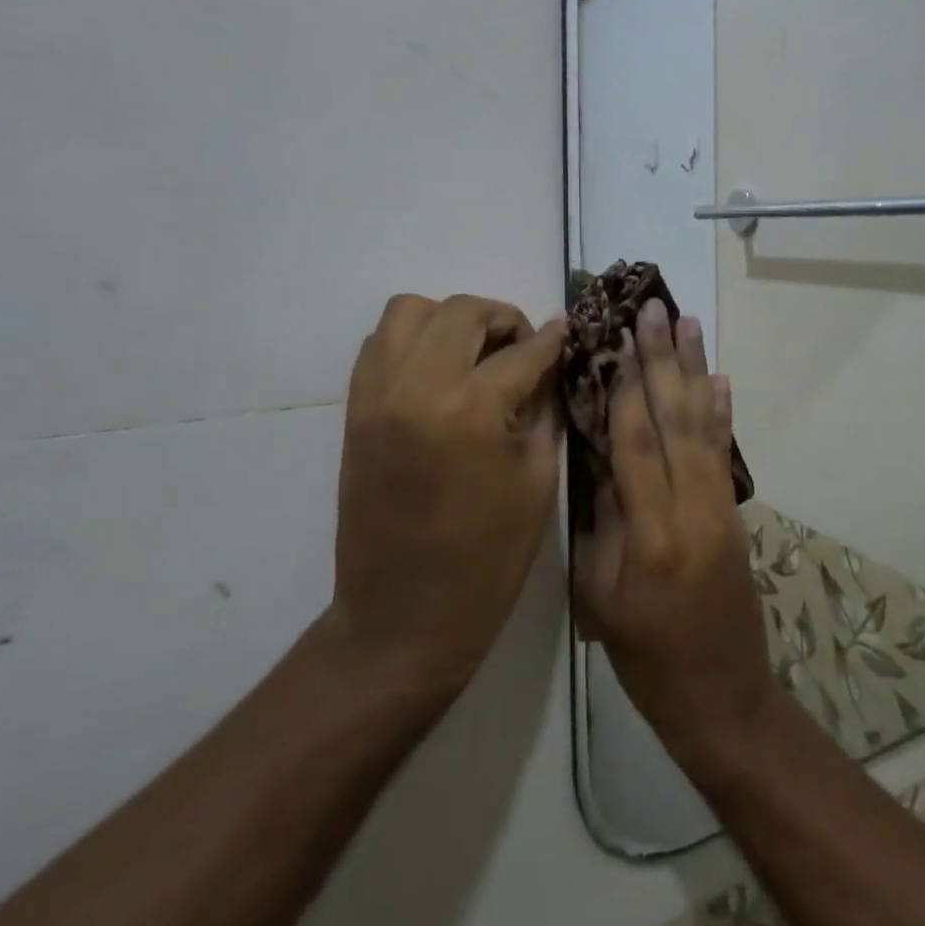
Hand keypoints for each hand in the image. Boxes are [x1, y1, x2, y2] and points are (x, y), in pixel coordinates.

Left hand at [328, 293, 565, 702]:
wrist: (404, 615)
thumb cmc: (489, 556)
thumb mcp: (538, 478)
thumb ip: (545, 407)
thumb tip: (551, 362)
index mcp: (473, 410)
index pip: (523, 350)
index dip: (553, 340)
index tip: (569, 332)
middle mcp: (418, 387)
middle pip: (463, 310)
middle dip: (503, 319)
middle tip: (523, 349)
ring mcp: (378, 395)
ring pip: (410, 311)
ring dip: (451, 319)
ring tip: (476, 353)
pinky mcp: (355, 410)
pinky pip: (380, 344)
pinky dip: (414, 340)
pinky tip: (441, 371)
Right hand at [573, 299, 778, 775]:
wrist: (721, 695)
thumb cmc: (646, 657)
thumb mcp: (601, 596)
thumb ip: (602, 521)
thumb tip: (600, 457)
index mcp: (650, 534)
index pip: (634, 444)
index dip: (624, 389)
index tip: (616, 339)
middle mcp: (691, 508)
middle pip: (673, 420)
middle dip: (662, 362)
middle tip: (655, 310)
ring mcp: (720, 508)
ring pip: (703, 426)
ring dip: (694, 371)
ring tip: (689, 325)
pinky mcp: (734, 513)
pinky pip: (725, 453)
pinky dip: (722, 413)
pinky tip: (719, 381)